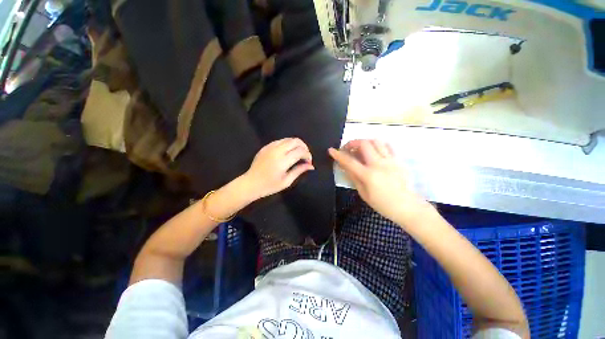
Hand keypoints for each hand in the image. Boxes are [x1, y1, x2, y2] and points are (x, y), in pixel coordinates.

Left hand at [242, 138, 314, 199]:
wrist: (251, 183)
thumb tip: (311, 166)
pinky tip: (288, 152)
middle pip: (295, 141)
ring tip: (298, 153)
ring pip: (288, 139)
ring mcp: (270, 147)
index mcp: (282, 161)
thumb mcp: (286, 181)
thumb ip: (299, 171)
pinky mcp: (266, 146)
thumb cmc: (269, 186)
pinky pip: (280, 141)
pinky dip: (287, 144)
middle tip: (305, 156)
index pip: (300, 151)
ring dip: (296, 144)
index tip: (309, 162)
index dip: (307, 155)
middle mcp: (277, 150)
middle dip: (304, 147)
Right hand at [329, 139, 432, 225]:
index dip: (338, 155)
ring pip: (376, 141)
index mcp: (368, 175)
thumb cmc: (383, 204)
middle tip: (348, 149)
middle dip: (352, 143)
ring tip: (361, 149)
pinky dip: (378, 145)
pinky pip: (388, 146)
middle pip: (364, 144)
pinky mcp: (399, 160)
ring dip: (365, 142)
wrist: (407, 206)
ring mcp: (390, 160)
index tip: (331, 150)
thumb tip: (344, 166)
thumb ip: (353, 177)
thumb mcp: (364, 193)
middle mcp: (379, 164)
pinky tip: (375, 151)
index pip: (349, 161)